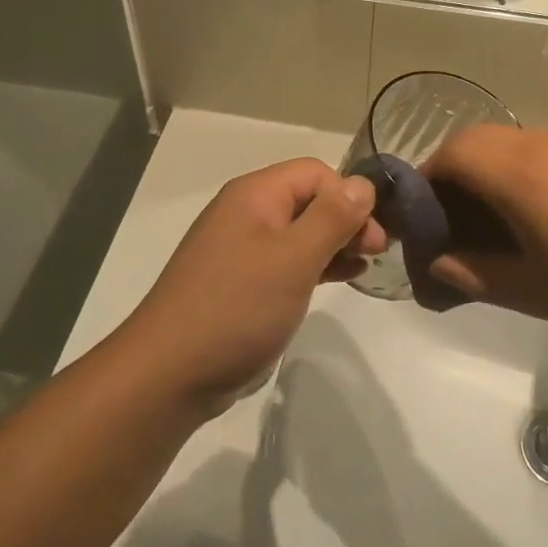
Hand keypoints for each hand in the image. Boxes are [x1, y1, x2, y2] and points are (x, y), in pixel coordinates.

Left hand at [118, 160, 385, 407]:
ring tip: (364, 265)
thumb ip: (332, 217)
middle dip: (346, 219)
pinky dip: (316, 264)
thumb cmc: (237, 308)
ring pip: (300, 231)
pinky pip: (287, 260)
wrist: (171, 373)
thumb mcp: (294, 259)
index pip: (316, 173)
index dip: (349, 196)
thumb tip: (363, 184)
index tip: (373, 236)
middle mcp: (247, 213)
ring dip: (335, 243)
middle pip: (309, 199)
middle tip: (376, 252)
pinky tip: (341, 278)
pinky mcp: (242, 282)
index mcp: (255, 195)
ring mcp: (242, 249)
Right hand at [422, 127, 547, 349]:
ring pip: (518, 141)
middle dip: (456, 170)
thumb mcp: (535, 292)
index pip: (454, 152)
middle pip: (482, 139)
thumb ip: (476, 275)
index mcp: (524, 175)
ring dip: (495, 169)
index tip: (422, 213)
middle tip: (455, 217)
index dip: (427, 176)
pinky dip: (530, 169)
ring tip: (502, 219)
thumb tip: (438, 263)